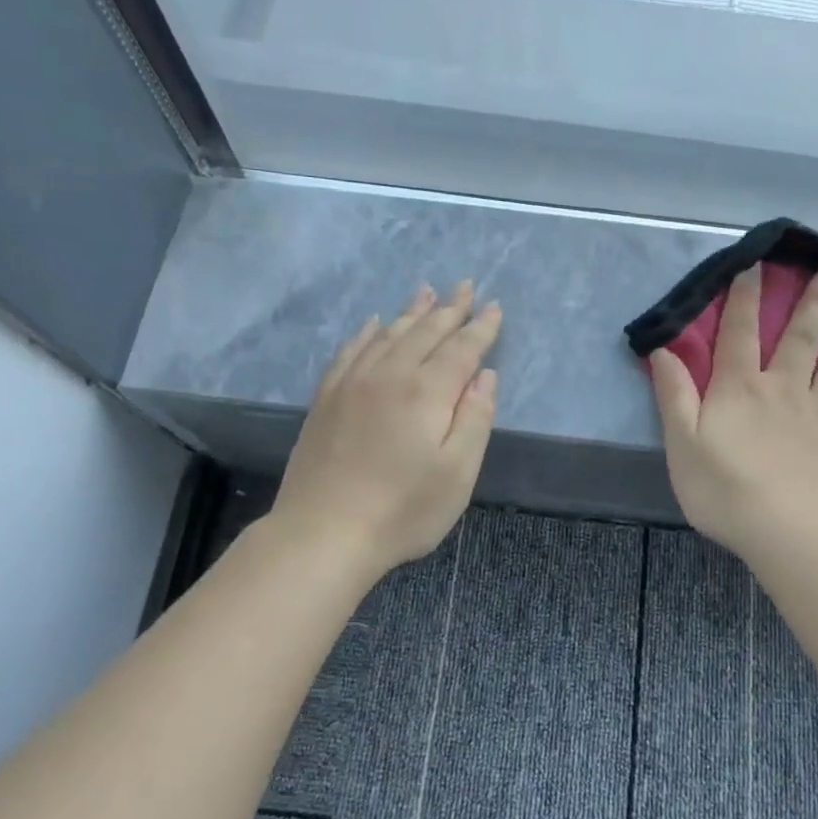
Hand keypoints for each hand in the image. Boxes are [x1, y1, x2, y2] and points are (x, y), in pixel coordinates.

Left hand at [272, 280, 500, 577]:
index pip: (461, 349)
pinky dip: (367, 332)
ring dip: (412, 312)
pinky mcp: (326, 398)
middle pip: (425, 332)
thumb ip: (475, 419)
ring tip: (427, 292)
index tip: (494, 306)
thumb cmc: (402, 510)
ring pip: (389, 334)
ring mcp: (353, 383)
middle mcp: (390, 375)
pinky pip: (351, 351)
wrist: (323, 533)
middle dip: (450, 309)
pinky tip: (374, 323)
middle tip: (465, 285)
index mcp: (427, 392)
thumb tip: (485, 376)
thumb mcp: (458, 473)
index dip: (481, 328)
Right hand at [650, 263, 817, 563]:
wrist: (786, 534)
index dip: (745, 296)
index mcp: (741, 388)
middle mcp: (786, 388)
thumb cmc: (724, 491)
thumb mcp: (681, 444)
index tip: (756, 263)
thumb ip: (674, 395)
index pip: (739, 332)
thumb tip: (664, 350)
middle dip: (815, 298)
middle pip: (801, 335)